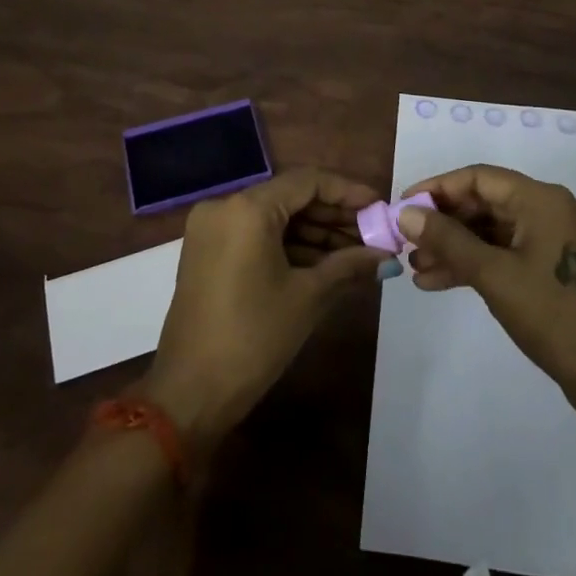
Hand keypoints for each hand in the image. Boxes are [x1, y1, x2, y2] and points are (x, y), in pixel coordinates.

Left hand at [140, 169, 388, 448]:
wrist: (189, 394)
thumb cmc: (253, 338)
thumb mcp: (307, 297)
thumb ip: (349, 265)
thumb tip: (386, 255)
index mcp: (248, 209)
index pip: (307, 181)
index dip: (348, 192)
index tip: (380, 207)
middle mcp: (225, 206)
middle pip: (290, 197)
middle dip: (334, 215)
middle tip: (374, 233)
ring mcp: (212, 229)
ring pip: (275, 217)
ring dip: (314, 232)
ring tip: (357, 252)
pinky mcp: (208, 251)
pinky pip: (256, 235)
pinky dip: (289, 246)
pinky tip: (325, 263)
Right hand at [400, 164, 575, 414]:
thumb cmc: (552, 315)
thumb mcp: (492, 275)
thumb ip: (447, 240)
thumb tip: (406, 213)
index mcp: (543, 200)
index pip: (480, 178)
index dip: (438, 188)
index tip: (404, 206)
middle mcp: (552, 209)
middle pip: (486, 203)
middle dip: (445, 223)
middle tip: (407, 242)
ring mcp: (556, 239)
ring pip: (494, 231)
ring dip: (456, 247)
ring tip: (416, 268)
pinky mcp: (555, 266)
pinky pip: (507, 252)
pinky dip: (477, 263)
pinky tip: (440, 281)